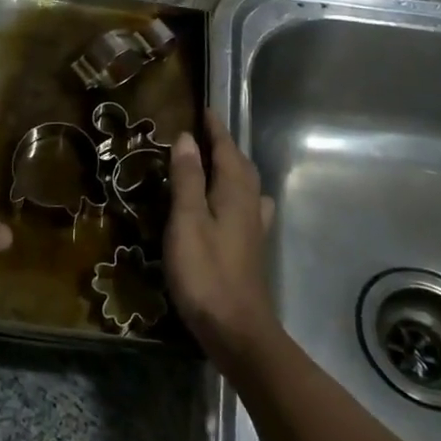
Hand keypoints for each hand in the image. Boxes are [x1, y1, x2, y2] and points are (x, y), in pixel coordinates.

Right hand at [165, 109, 277, 360]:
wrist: (237, 331)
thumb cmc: (206, 273)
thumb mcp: (187, 221)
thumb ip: (187, 179)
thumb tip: (187, 138)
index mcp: (234, 192)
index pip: (226, 150)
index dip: (215, 129)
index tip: (205, 109)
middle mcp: (250, 205)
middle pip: (240, 166)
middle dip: (224, 146)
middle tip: (203, 133)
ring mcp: (254, 230)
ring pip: (246, 187)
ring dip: (231, 169)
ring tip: (212, 165)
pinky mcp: (250, 250)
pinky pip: (246, 208)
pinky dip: (235, 195)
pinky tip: (230, 207)